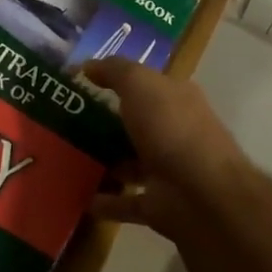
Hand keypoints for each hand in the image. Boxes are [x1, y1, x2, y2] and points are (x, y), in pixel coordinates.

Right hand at [84, 59, 249, 238]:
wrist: (203, 195)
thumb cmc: (171, 128)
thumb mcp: (140, 84)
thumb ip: (114, 71)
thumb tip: (87, 65)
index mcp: (176, 98)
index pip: (145, 84)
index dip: (116, 80)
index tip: (81, 84)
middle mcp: (175, 131)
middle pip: (138, 123)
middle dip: (108, 122)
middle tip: (68, 123)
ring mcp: (169, 171)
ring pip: (132, 163)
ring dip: (108, 161)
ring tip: (71, 159)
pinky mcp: (161, 206)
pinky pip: (128, 202)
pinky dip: (108, 202)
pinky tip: (82, 198)